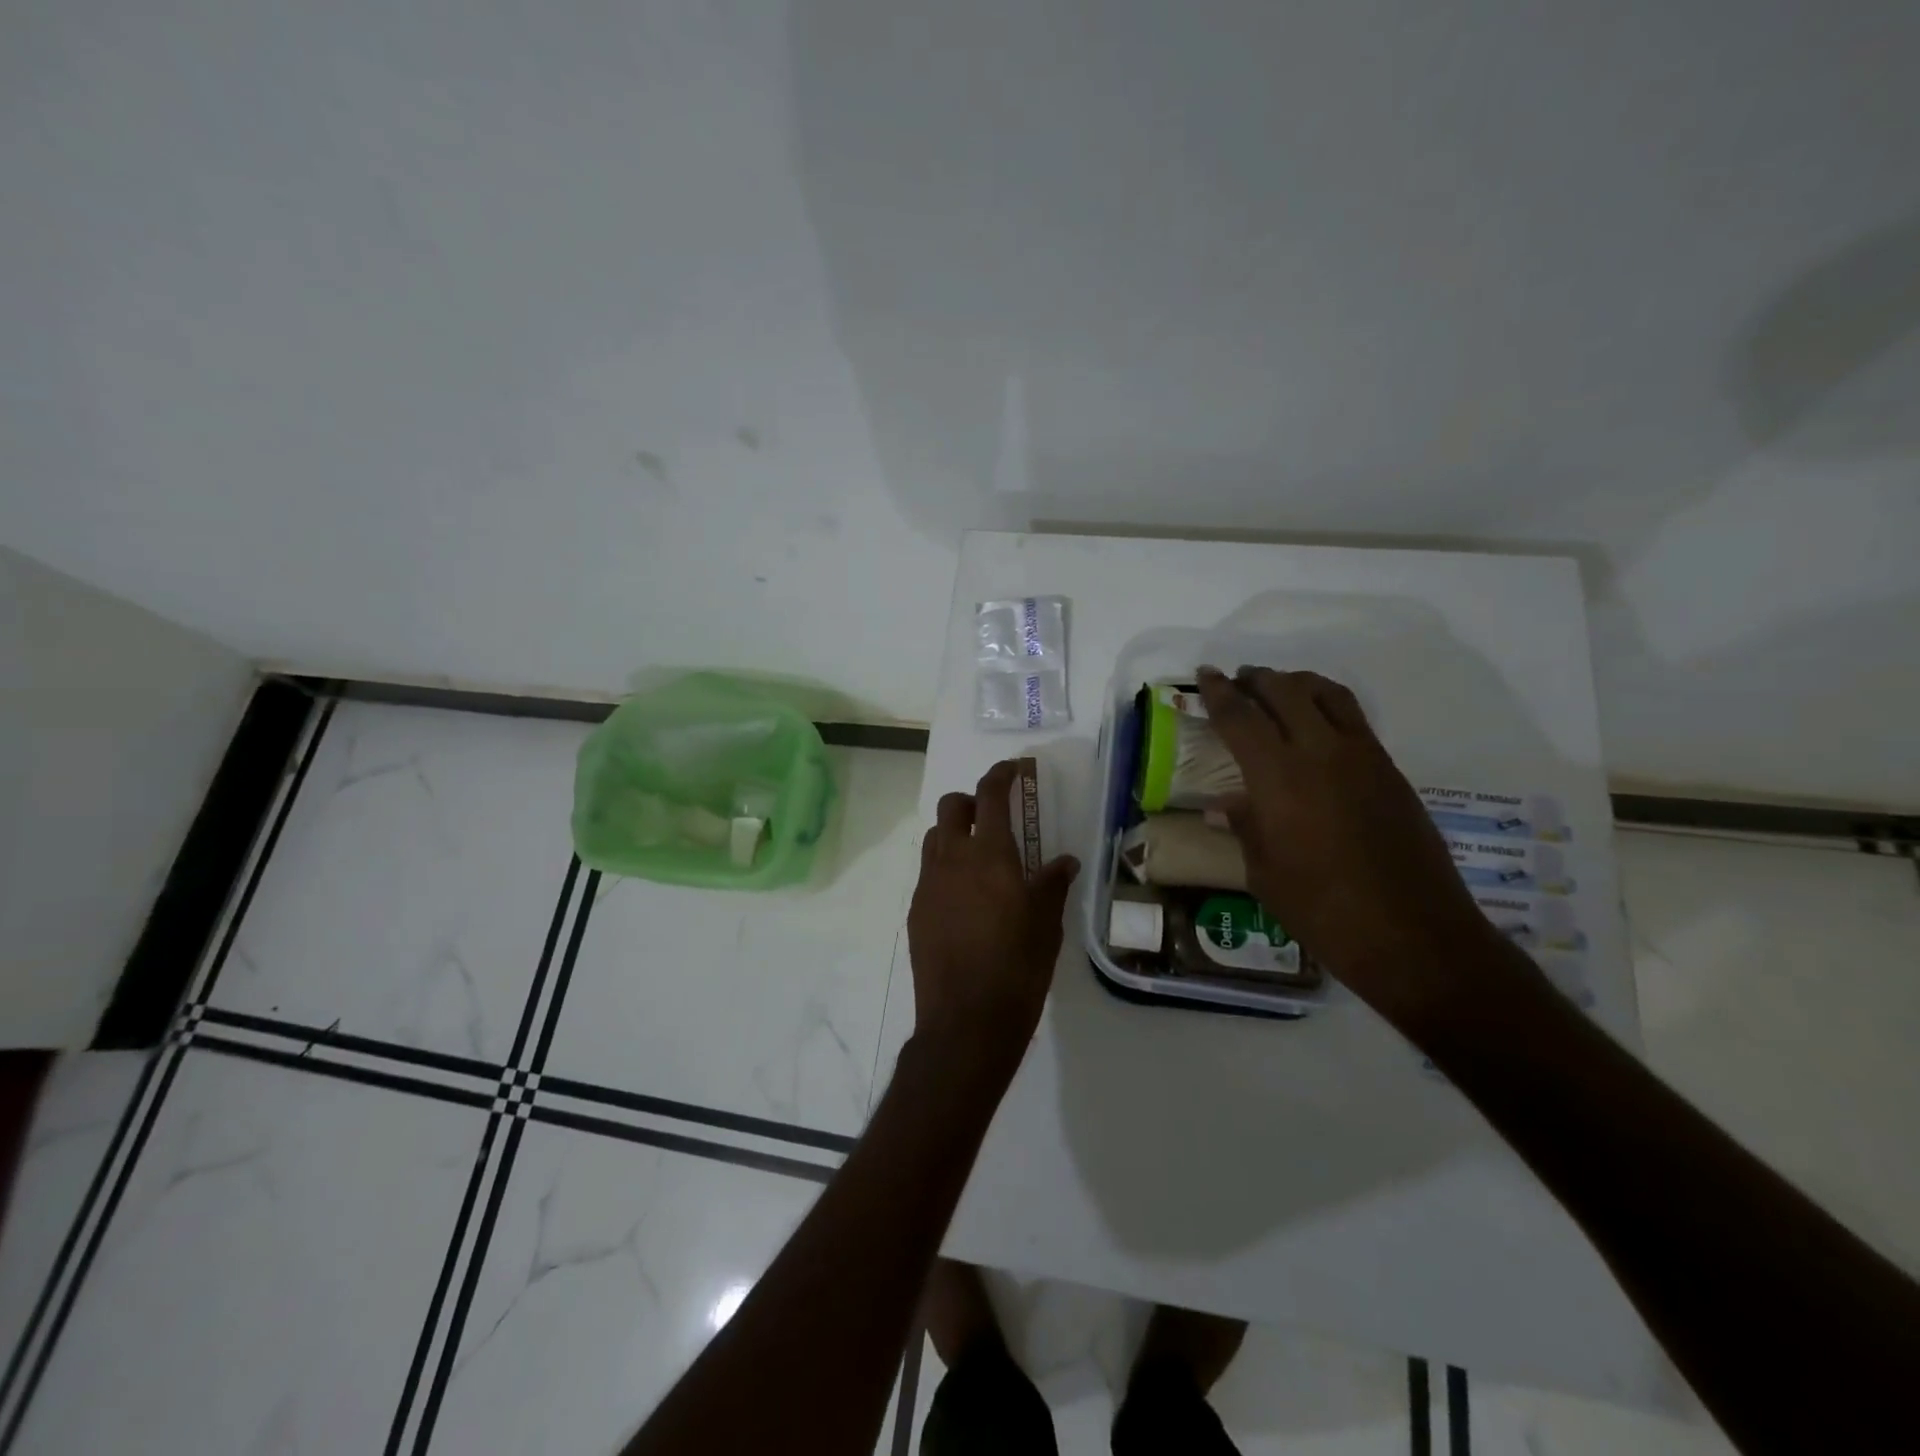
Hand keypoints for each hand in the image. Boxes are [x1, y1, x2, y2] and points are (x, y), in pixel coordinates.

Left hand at [907, 761, 1079, 1066]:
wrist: (966, 1021)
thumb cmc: (1018, 969)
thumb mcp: (1047, 925)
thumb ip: (1052, 884)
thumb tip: (1063, 860)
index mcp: (990, 856)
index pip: (990, 795)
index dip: (1001, 775)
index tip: (1012, 771)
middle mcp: (953, 860)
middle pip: (951, 807)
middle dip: (972, 802)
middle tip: (995, 819)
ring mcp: (928, 884)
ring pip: (935, 838)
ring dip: (955, 833)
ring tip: (980, 859)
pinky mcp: (916, 910)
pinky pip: (928, 872)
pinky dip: (946, 868)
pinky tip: (965, 898)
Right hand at [1195, 666, 1508, 1024]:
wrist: (1413, 934)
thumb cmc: (1322, 910)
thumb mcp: (1265, 873)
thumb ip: (1245, 828)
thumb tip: (1225, 807)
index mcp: (1278, 777)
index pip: (1240, 717)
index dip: (1219, 692)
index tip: (1206, 675)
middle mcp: (1320, 752)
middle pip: (1284, 691)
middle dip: (1256, 679)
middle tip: (1238, 679)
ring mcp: (1362, 757)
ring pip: (1326, 694)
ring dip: (1296, 683)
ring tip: (1278, 688)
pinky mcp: (1390, 770)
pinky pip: (1354, 718)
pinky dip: (1328, 705)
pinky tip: (1317, 724)